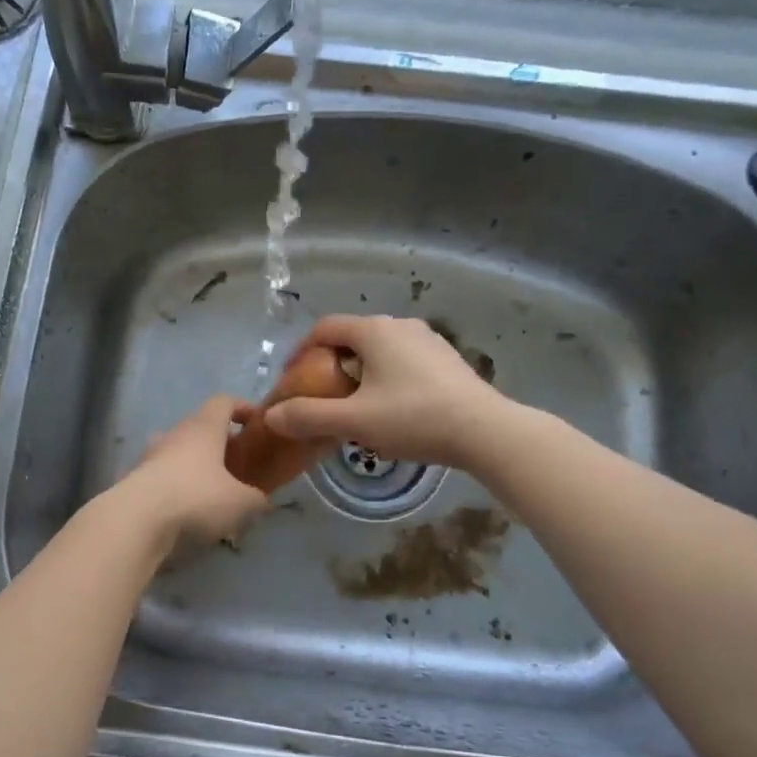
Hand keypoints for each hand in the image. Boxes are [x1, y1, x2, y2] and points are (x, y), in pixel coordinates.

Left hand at [117, 395, 269, 550]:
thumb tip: (262, 501)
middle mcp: (175, 434)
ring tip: (212, 493)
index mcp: (204, 427)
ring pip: (178, 453)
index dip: (242, 408)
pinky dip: (176, 489)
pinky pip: (162, 478)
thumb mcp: (241, 503)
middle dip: (220, 444)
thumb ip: (257, 499)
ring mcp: (150, 456)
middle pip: (200, 428)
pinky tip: (187, 513)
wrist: (136, 521)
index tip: (256, 424)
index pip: (224, 402)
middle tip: (238, 466)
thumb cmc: (196, 498)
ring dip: (195, 466)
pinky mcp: (134, 481)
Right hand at [258, 315, 506, 468]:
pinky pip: (404, 361)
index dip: (302, 351)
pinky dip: (388, 378)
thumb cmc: (414, 418)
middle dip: (331, 365)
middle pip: (352, 338)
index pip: (324, 328)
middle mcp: (400, 325)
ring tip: (356, 407)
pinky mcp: (447, 360)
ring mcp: (428, 340)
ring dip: (361, 373)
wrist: (485, 431)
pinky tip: (394, 410)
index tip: (293, 379)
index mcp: (373, 330)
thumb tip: (271, 416)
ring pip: (380, 351)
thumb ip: (309, 417)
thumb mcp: (354, 422)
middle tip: (322, 397)